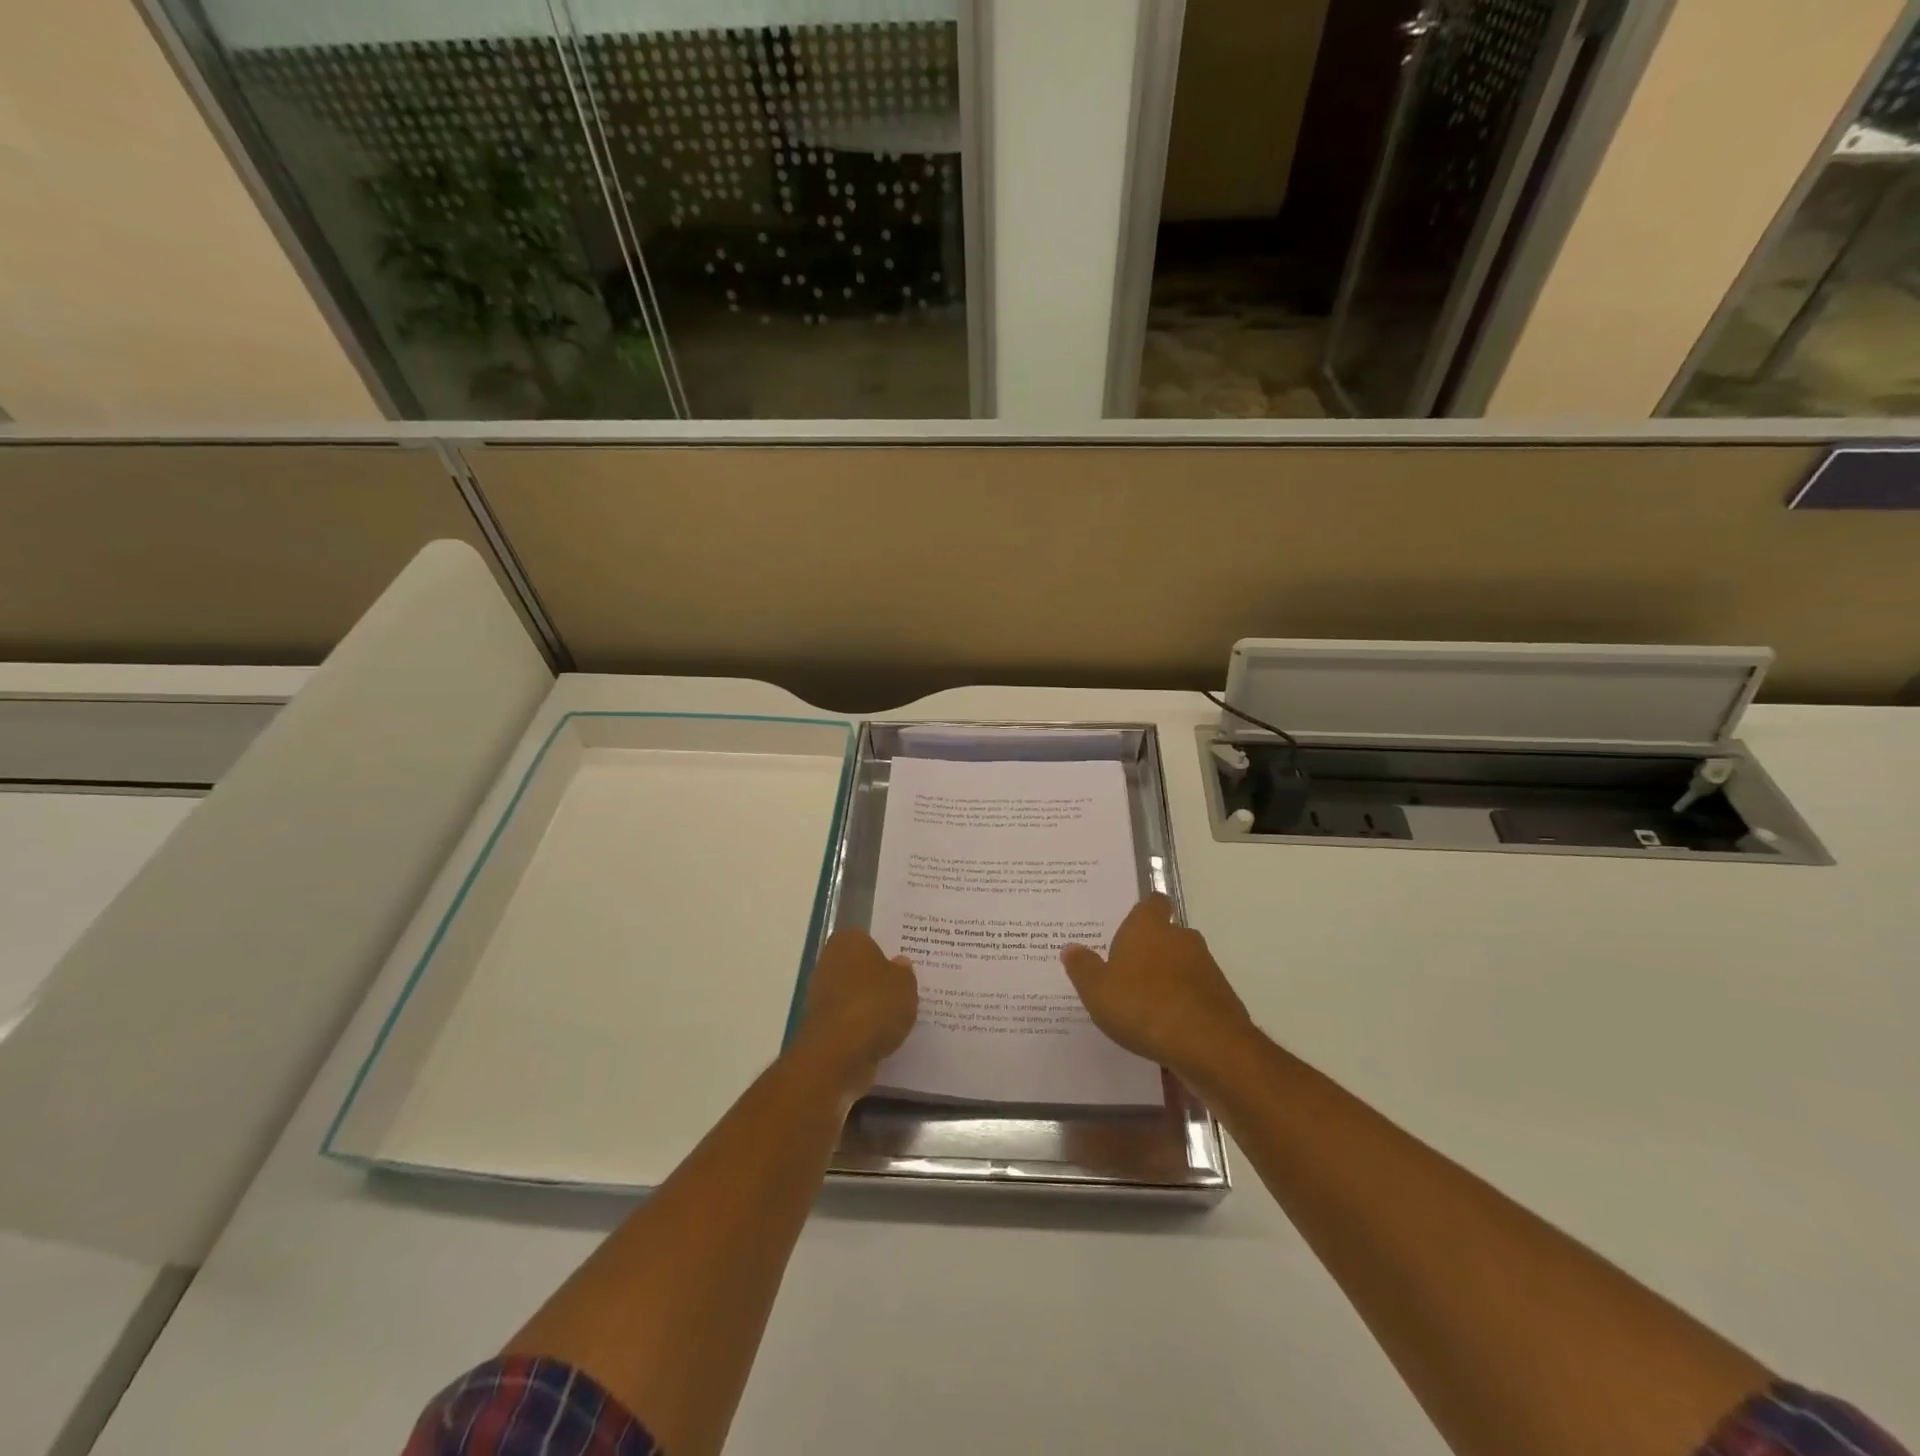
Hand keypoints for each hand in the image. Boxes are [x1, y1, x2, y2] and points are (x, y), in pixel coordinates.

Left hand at [792, 929, 917, 1091]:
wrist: (839, 1054)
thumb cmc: (874, 1005)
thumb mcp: (905, 983)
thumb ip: (904, 971)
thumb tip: (899, 964)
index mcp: (848, 941)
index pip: (867, 938)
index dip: (884, 951)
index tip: (901, 965)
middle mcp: (828, 963)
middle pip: (857, 967)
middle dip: (875, 978)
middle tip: (902, 989)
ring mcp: (821, 996)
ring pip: (852, 995)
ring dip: (868, 1005)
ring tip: (897, 1016)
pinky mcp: (821, 1027)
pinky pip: (849, 1021)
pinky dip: (862, 1027)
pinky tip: (882, 1036)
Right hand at [1061, 895, 1254, 1078]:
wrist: (1208, 1045)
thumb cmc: (1143, 1006)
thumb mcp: (1097, 990)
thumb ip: (1083, 967)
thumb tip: (1071, 947)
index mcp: (1148, 927)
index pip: (1152, 903)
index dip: (1144, 912)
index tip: (1130, 927)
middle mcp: (1181, 938)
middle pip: (1167, 934)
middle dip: (1152, 949)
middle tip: (1127, 971)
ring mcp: (1206, 967)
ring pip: (1183, 964)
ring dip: (1169, 978)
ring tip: (1146, 1004)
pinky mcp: (1222, 997)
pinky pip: (1196, 992)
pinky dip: (1184, 1003)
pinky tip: (1168, 1027)